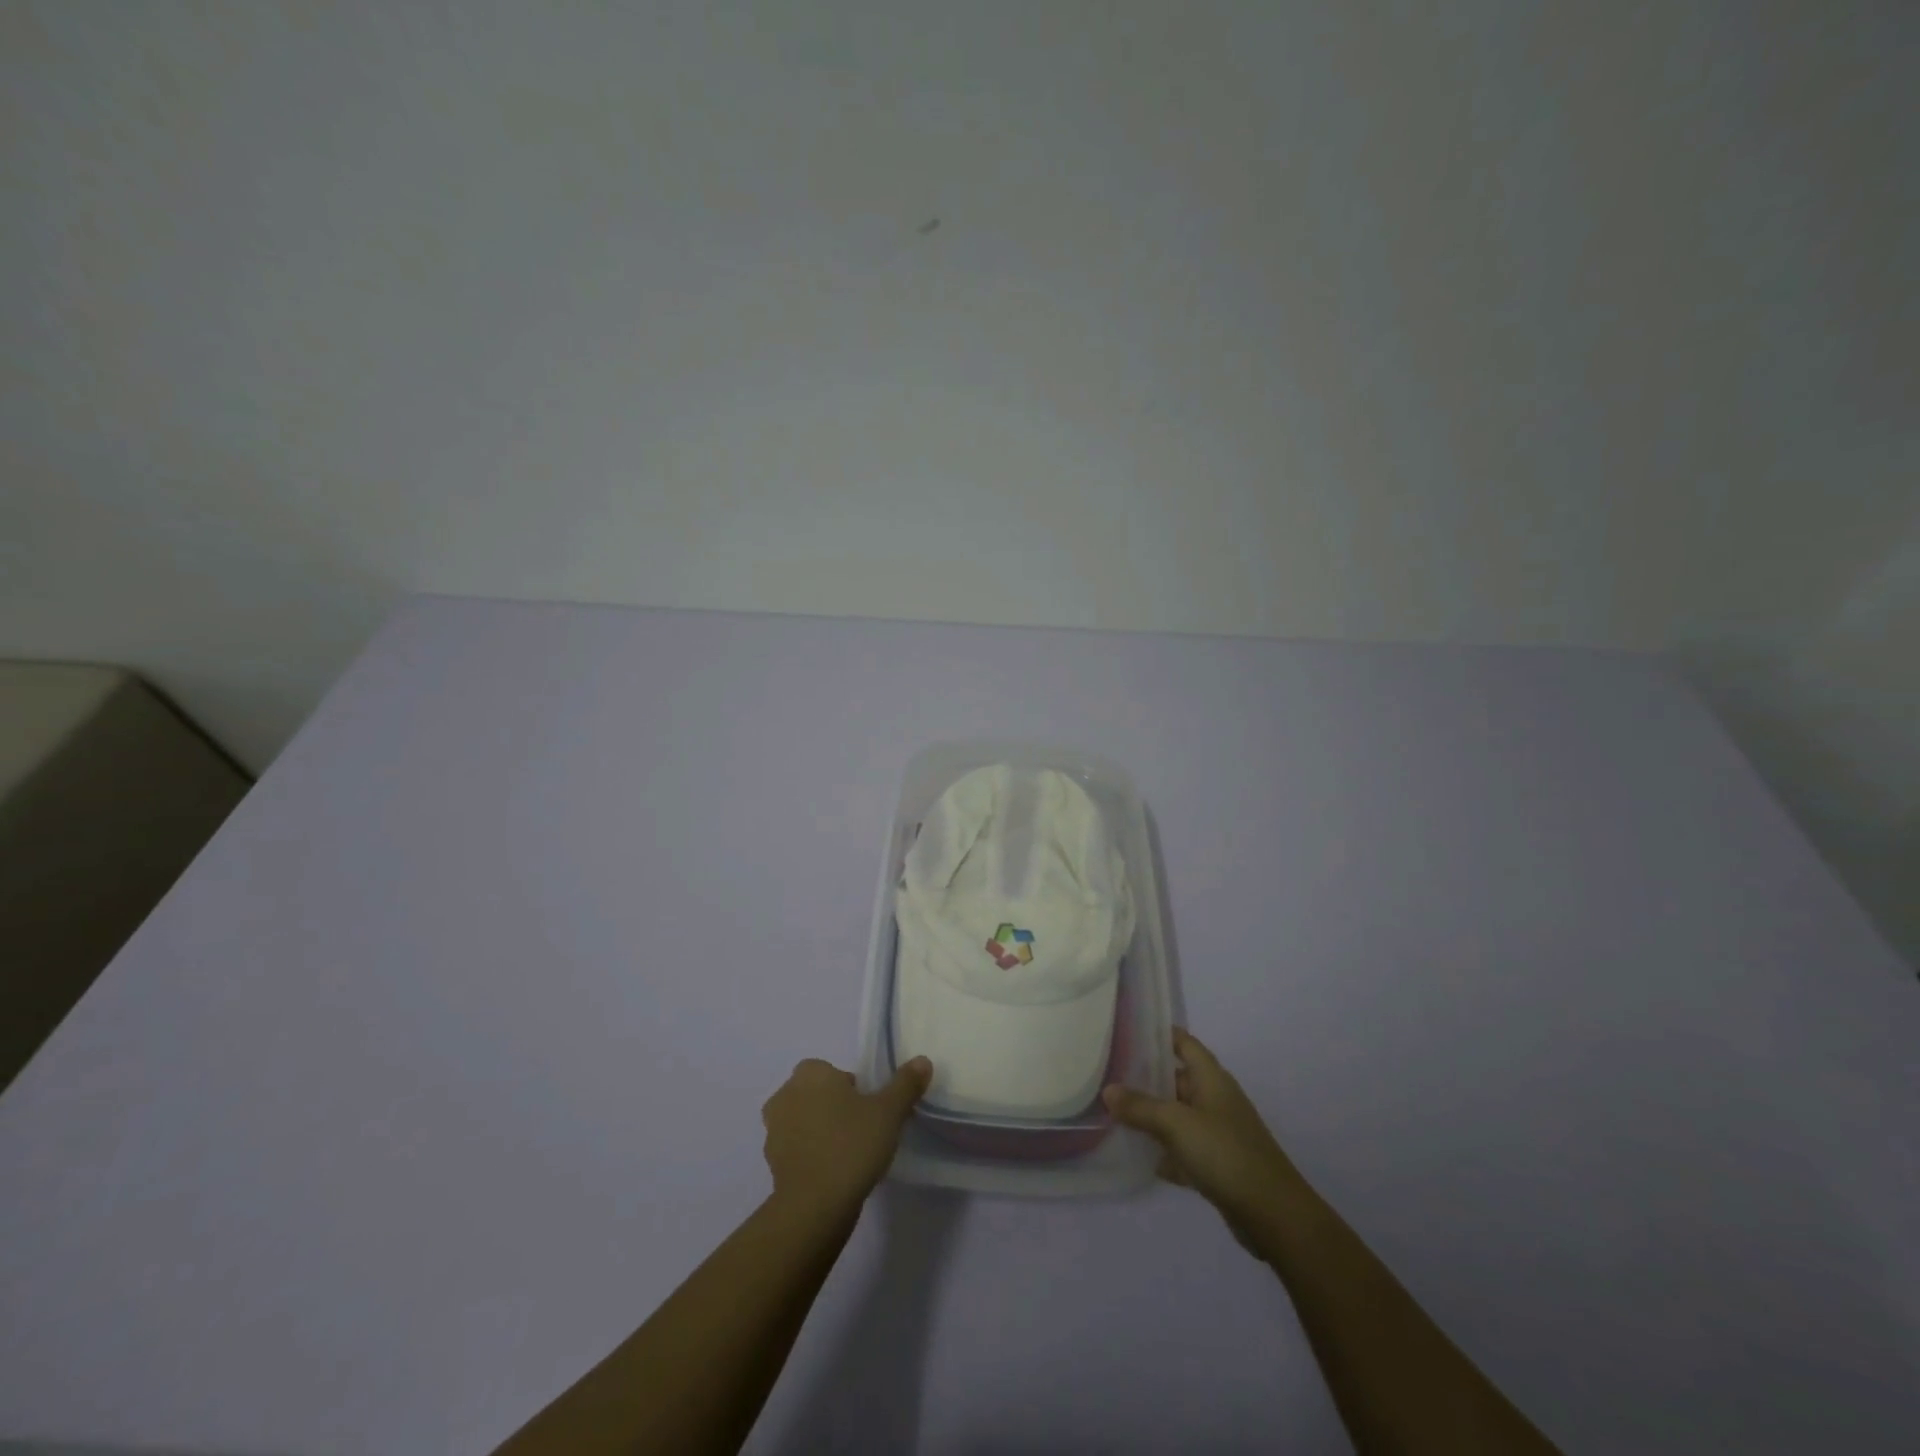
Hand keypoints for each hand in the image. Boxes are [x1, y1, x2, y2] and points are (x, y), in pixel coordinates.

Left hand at [761, 1056, 931, 1216]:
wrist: (815, 1206)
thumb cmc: (852, 1145)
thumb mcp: (889, 1112)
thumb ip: (905, 1084)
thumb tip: (922, 1060)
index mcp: (810, 1073)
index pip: (834, 1072)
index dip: (852, 1090)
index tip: (869, 1112)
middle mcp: (786, 1094)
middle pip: (817, 1095)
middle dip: (835, 1108)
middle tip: (861, 1131)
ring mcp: (773, 1130)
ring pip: (804, 1122)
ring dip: (821, 1132)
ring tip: (848, 1156)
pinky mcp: (771, 1163)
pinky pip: (797, 1150)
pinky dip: (810, 1156)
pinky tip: (832, 1175)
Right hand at [1104, 1028, 1301, 1250]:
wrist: (1273, 1215)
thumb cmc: (1225, 1153)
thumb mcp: (1176, 1124)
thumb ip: (1140, 1107)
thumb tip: (1108, 1090)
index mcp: (1212, 1079)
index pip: (1184, 1043)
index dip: (1160, 1034)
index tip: (1128, 1030)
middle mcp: (1215, 1100)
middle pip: (1176, 1080)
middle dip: (1145, 1078)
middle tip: (1108, 1074)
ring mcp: (1217, 1134)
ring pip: (1177, 1116)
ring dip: (1151, 1117)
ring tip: (1113, 1112)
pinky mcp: (1217, 1166)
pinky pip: (1183, 1149)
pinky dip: (1163, 1152)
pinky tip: (1138, 1157)